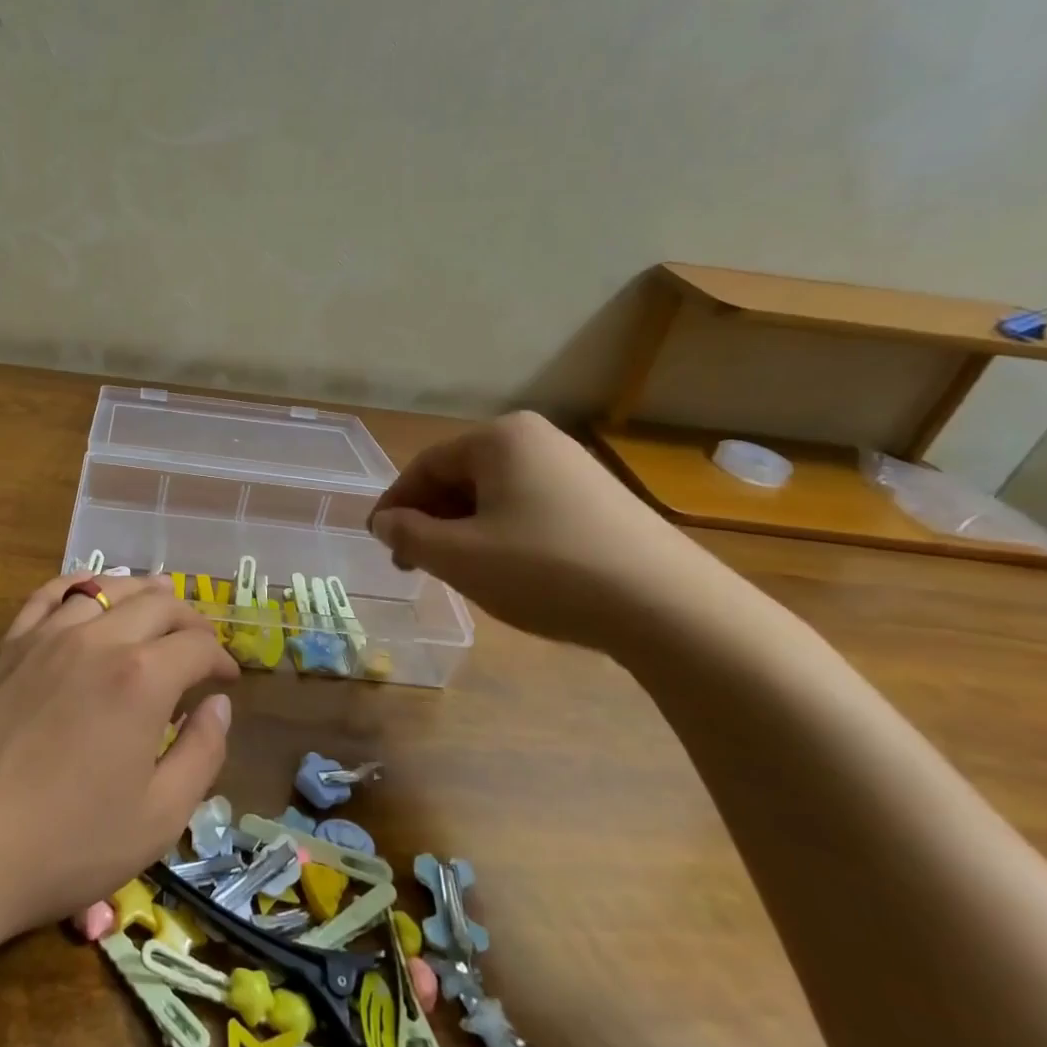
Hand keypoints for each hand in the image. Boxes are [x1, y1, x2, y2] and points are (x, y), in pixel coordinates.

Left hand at [0, 574, 237, 938]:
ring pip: (106, 588)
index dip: (221, 659)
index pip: (198, 646)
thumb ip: (201, 754)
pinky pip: (49, 594)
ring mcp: (46, 635)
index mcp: (142, 679)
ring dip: (141, 593)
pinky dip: (80, 585)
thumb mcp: (157, 819)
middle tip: (199, 645)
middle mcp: (98, 640)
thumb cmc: (63, 844)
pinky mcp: (7, 645)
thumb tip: (218, 705)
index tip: (228, 680)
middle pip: (158, 604)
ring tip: (156, 606)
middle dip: (189, 620)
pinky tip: (89, 592)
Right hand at [369, 412, 722, 651]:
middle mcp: (537, 440)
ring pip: (493, 496)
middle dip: (430, 520)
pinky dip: (501, 535)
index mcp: (500, 438)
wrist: (669, 608)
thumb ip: (407, 534)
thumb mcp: (458, 556)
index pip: (425, 466)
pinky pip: (528, 509)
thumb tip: (383, 521)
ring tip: (455, 571)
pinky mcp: (600, 501)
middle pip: (460, 477)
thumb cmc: (545, 569)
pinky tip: (505, 570)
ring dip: (462, 530)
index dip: (394, 505)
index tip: (378, 542)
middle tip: (413, 563)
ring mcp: (574, 468)